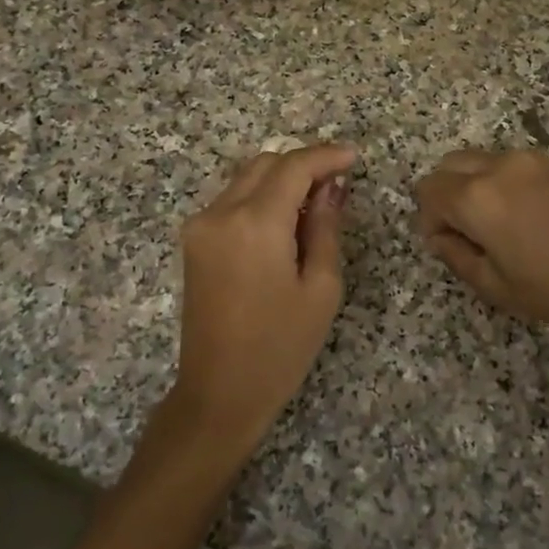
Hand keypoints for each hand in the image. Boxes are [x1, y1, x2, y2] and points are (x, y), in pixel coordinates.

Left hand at [172, 143, 357, 450]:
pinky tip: (284, 223)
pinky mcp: (194, 241)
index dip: (326, 156)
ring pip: (246, 178)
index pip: (294, 166)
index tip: (354, 158)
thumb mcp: (321, 288)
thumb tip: (330, 188)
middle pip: (266, 164)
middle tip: (337, 185)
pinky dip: (260, 198)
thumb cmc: (280, 347)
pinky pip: (231, 201)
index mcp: (255, 223)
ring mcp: (201, 226)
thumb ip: (326, 227)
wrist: (219, 392)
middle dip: (303, 165)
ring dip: (281, 180)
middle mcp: (220, 213)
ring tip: (314, 206)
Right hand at [414, 148, 548, 337]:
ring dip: (470, 186)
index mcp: (478, 198)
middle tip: (466, 235)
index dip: (430, 220)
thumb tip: (440, 236)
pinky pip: (503, 162)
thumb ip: (455, 255)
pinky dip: (495, 181)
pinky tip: (519, 214)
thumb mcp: (496, 286)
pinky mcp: (548, 161)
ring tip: (494, 226)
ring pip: (474, 161)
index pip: (429, 192)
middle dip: (445, 197)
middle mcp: (497, 167)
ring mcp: (525, 159)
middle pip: (447, 167)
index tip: (448, 246)